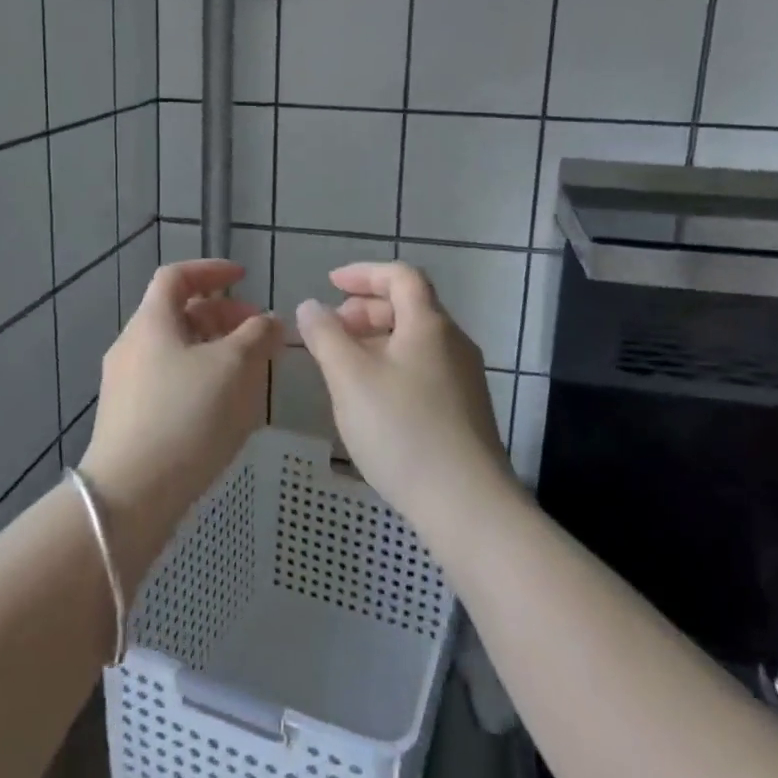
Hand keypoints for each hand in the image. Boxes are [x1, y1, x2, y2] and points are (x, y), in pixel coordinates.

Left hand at [80, 260, 283, 589]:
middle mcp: (132, 346)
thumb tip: (270, 320)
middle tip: (258, 332)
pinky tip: (224, 406)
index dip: (212, 270)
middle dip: (222, 315)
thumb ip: (256, 336)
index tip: (245, 278)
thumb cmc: (185, 416)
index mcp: (150, 322)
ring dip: (214, 349)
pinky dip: (200, 377)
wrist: (130, 495)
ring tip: (249, 371)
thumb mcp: (233, 368)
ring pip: (176, 350)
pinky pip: (170, 380)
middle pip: (178, 314)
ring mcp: (126, 383)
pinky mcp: (129, 417)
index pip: (176, 276)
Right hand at [295, 262, 514, 531]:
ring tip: (345, 366)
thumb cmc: (402, 430)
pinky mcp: (465, 410)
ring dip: (377, 340)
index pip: (401, 276)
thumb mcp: (350, 378)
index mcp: (429, 325)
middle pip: (410, 307)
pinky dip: (393, 366)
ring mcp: (464, 378)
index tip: (330, 285)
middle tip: (332, 330)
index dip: (364, 273)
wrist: (467, 504)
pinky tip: (372, 400)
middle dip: (366, 309)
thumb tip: (311, 306)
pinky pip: (423, 369)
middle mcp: (453, 343)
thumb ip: (326, 336)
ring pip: (416, 341)